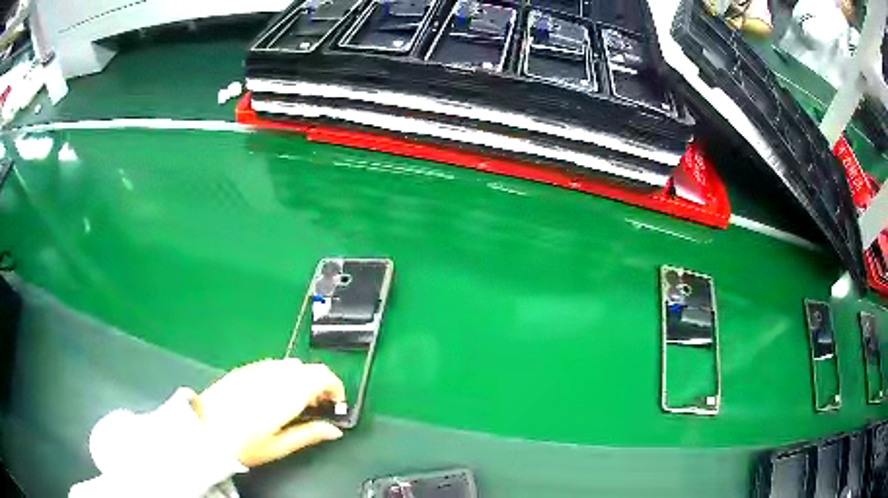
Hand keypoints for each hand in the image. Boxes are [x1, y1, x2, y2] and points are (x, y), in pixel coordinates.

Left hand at [191, 358, 345, 466]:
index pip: (322, 375)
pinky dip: (284, 376)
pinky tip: (274, 395)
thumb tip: (336, 430)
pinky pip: (273, 366)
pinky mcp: (245, 369)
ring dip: (302, 379)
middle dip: (320, 384)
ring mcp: (258, 369)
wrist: (204, 429)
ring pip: (291, 365)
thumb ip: (310, 434)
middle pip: (308, 368)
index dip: (336, 387)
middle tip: (317, 407)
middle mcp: (275, 375)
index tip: (336, 405)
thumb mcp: (280, 445)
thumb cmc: (244, 443)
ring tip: (296, 403)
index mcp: (287, 393)